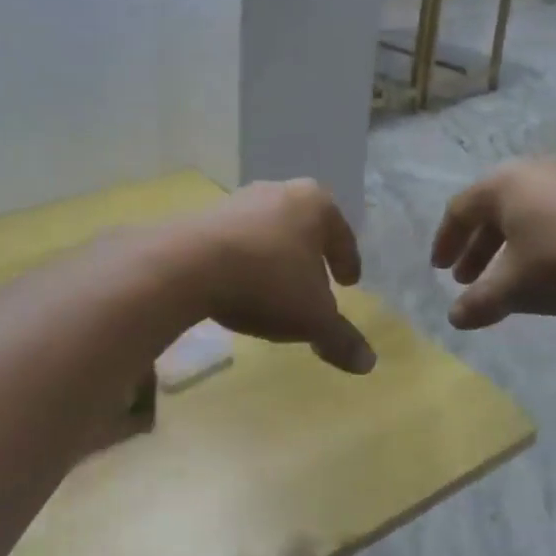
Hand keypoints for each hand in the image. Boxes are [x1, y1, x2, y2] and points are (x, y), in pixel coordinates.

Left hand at [176, 180, 375, 374]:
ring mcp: (237, 201)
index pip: (342, 234)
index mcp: (315, 204)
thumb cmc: (268, 283)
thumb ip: (340, 338)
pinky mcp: (203, 217)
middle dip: (311, 256)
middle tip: (316, 283)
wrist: (187, 265)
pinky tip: (240, 287)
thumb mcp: (312, 318)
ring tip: (276, 288)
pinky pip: (236, 242)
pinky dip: (245, 262)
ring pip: (269, 232)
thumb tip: (368, 363)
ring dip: (275, 257)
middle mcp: (278, 191)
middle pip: (304, 228)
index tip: (349, 283)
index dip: (348, 261)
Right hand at [430, 160, 555, 328]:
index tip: (439, 270)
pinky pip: (551, 216)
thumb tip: (454, 318)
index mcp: (502, 185)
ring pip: (522, 215)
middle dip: (476, 249)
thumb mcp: (515, 287)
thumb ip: (479, 302)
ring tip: (505, 280)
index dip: (445, 242)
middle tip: (467, 280)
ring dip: (506, 248)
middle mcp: (532, 172)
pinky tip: (545, 270)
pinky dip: (536, 243)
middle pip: (490, 211)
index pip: (458, 210)